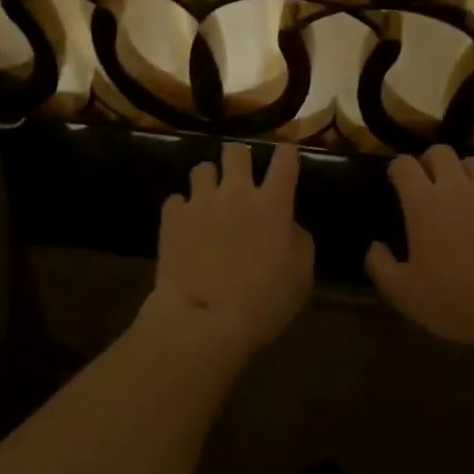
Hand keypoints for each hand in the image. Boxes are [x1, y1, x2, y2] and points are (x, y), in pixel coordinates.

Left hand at [148, 143, 312, 359]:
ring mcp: (201, 202)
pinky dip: (181, 209)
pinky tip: (185, 224)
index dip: (286, 153)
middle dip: (238, 158)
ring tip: (208, 198)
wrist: (204, 321)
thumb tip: (289, 225)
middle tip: (239, 176)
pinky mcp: (173, 217)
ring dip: (208, 180)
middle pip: (235, 151)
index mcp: (272, 204)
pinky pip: (175, 200)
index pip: (284, 160)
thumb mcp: (300, 277)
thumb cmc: (262, 302)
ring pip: (202, 168)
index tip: (285, 157)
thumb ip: (299, 241)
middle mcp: (236, 192)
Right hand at [366, 146, 473, 353]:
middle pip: (440, 151)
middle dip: (430, 162)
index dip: (397, 169)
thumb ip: (381, 267)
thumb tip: (374, 246)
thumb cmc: (457, 300)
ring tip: (462, 197)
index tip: (396, 181)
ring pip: (473, 163)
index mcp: (423, 202)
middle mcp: (456, 187)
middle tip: (429, 185)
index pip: (403, 164)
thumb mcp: (405, 295)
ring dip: (462, 173)